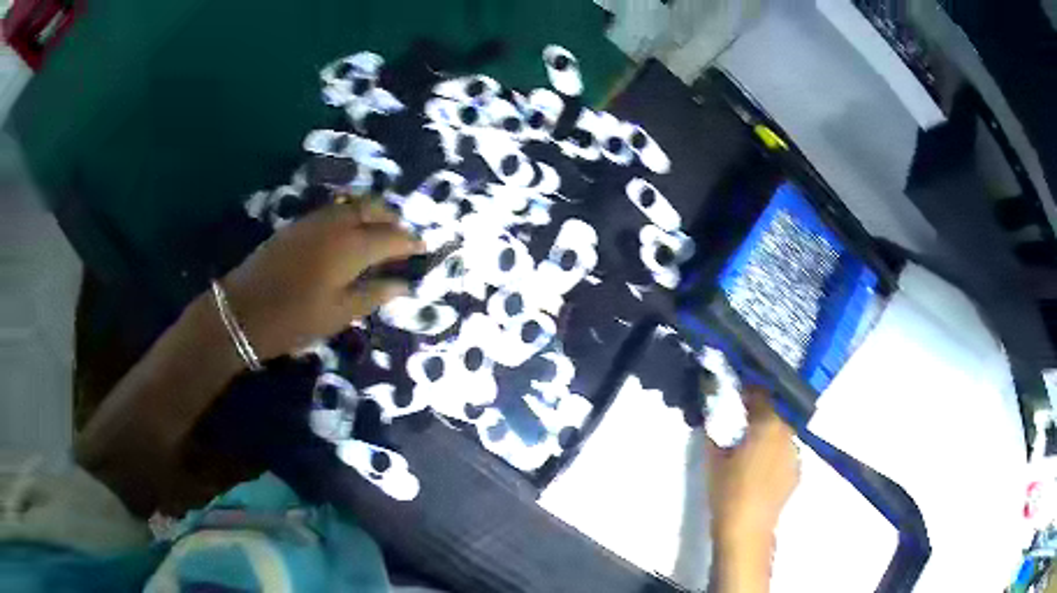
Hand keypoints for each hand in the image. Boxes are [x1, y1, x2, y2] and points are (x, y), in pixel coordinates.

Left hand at [222, 199, 422, 359]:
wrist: (242, 310)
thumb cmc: (294, 320)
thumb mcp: (339, 314)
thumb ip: (373, 295)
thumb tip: (403, 285)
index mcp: (350, 248)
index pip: (390, 237)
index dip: (410, 241)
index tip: (425, 246)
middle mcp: (335, 225)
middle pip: (372, 209)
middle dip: (392, 218)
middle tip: (403, 236)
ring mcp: (314, 221)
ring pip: (352, 205)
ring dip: (372, 213)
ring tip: (380, 232)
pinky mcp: (297, 225)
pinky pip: (333, 210)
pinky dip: (350, 215)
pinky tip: (349, 233)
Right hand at [707, 386, 799, 592]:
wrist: (747, 528)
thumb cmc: (727, 491)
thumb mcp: (714, 459)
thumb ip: (716, 432)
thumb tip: (715, 416)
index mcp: (767, 424)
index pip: (760, 393)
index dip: (748, 388)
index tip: (738, 389)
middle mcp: (787, 432)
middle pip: (776, 410)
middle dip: (761, 409)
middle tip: (744, 416)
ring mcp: (796, 451)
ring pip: (783, 430)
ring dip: (770, 429)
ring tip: (755, 441)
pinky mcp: (798, 470)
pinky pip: (787, 450)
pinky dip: (776, 450)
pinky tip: (764, 464)